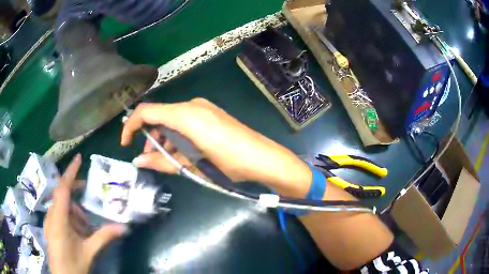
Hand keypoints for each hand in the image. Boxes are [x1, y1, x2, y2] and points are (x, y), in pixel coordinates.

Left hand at [44, 154, 126, 273]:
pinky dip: (69, 218)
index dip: (70, 172)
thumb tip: (123, 227)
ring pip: (61, 207)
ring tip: (86, 225)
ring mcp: (49, 222)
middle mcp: (51, 216)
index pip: (62, 189)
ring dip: (74, 211)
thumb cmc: (73, 265)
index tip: (79, 158)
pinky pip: (59, 216)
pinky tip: (78, 232)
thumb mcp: (89, 252)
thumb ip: (103, 237)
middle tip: (88, 195)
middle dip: (75, 194)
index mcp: (58, 219)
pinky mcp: (50, 229)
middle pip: (62, 196)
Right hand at [121, 98, 311, 196]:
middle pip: (159, 114)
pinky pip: (185, 120)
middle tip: (150, 156)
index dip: (131, 125)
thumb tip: (138, 160)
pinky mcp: (210, 113)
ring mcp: (203, 108)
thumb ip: (162, 161)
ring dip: (163, 136)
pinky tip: (182, 150)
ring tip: (166, 158)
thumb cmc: (228, 163)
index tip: (125, 143)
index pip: (147, 111)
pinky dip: (177, 134)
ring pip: (171, 118)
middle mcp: (192, 105)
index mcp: (185, 115)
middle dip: (149, 135)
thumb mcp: (192, 165)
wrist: (262, 158)